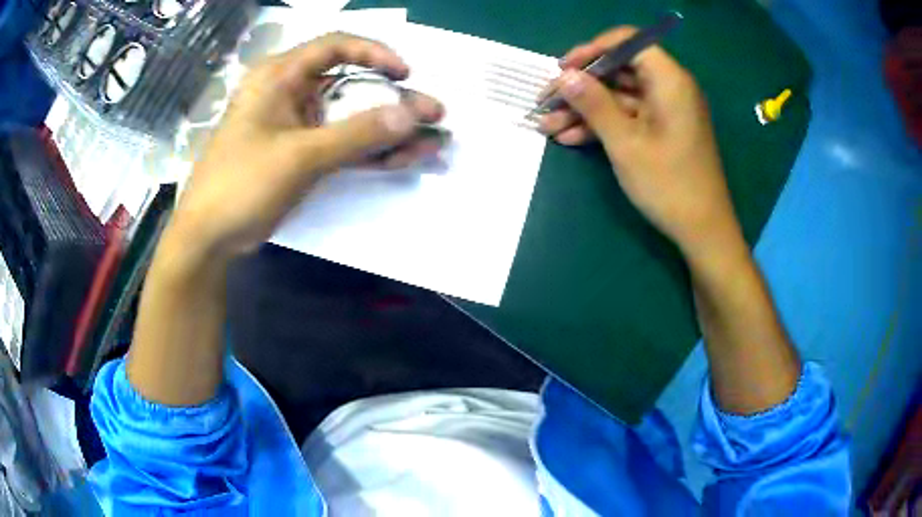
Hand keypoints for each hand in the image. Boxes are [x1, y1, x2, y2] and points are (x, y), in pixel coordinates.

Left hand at [168, 32, 444, 261]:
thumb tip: (411, 115)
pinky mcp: (301, 154)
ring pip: (351, 118)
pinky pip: (342, 144)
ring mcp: (298, 126)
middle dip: (394, 101)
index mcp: (279, 77)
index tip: (404, 73)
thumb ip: (356, 134)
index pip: (335, 47)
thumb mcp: (299, 156)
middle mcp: (291, 93)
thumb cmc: (241, 183)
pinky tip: (406, 158)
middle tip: (435, 114)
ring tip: (432, 142)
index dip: (374, 54)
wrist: (210, 236)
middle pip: (351, 85)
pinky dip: (371, 152)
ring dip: (389, 131)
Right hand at [539, 27, 740, 255]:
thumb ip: (594, 104)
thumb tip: (564, 76)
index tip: (563, 68)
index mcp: (669, 80)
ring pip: (618, 97)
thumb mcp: (625, 143)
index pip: (628, 42)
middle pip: (619, 70)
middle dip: (581, 86)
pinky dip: (601, 125)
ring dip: (584, 110)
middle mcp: (669, 88)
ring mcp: (665, 111)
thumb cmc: (669, 185)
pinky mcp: (661, 131)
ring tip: (547, 126)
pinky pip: (627, 117)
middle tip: (547, 101)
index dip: (593, 49)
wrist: (702, 231)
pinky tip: (570, 138)